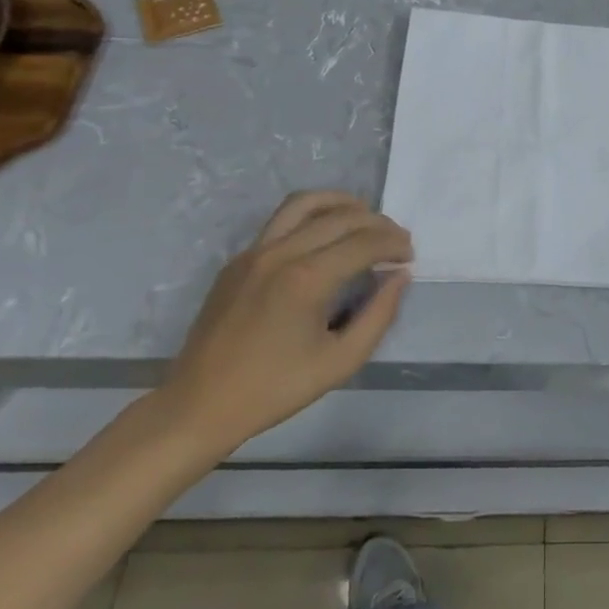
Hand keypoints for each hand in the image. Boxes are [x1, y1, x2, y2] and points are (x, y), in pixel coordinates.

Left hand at [158, 192, 412, 456]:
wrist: (198, 405)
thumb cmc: (274, 389)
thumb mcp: (340, 362)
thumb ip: (379, 315)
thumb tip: (400, 276)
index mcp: (307, 279)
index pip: (364, 242)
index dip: (394, 244)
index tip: (409, 256)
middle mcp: (281, 253)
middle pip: (341, 216)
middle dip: (377, 223)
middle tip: (396, 240)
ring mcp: (254, 252)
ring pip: (305, 203)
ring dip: (342, 204)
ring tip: (363, 218)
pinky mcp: (238, 259)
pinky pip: (281, 220)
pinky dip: (312, 216)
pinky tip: (325, 237)